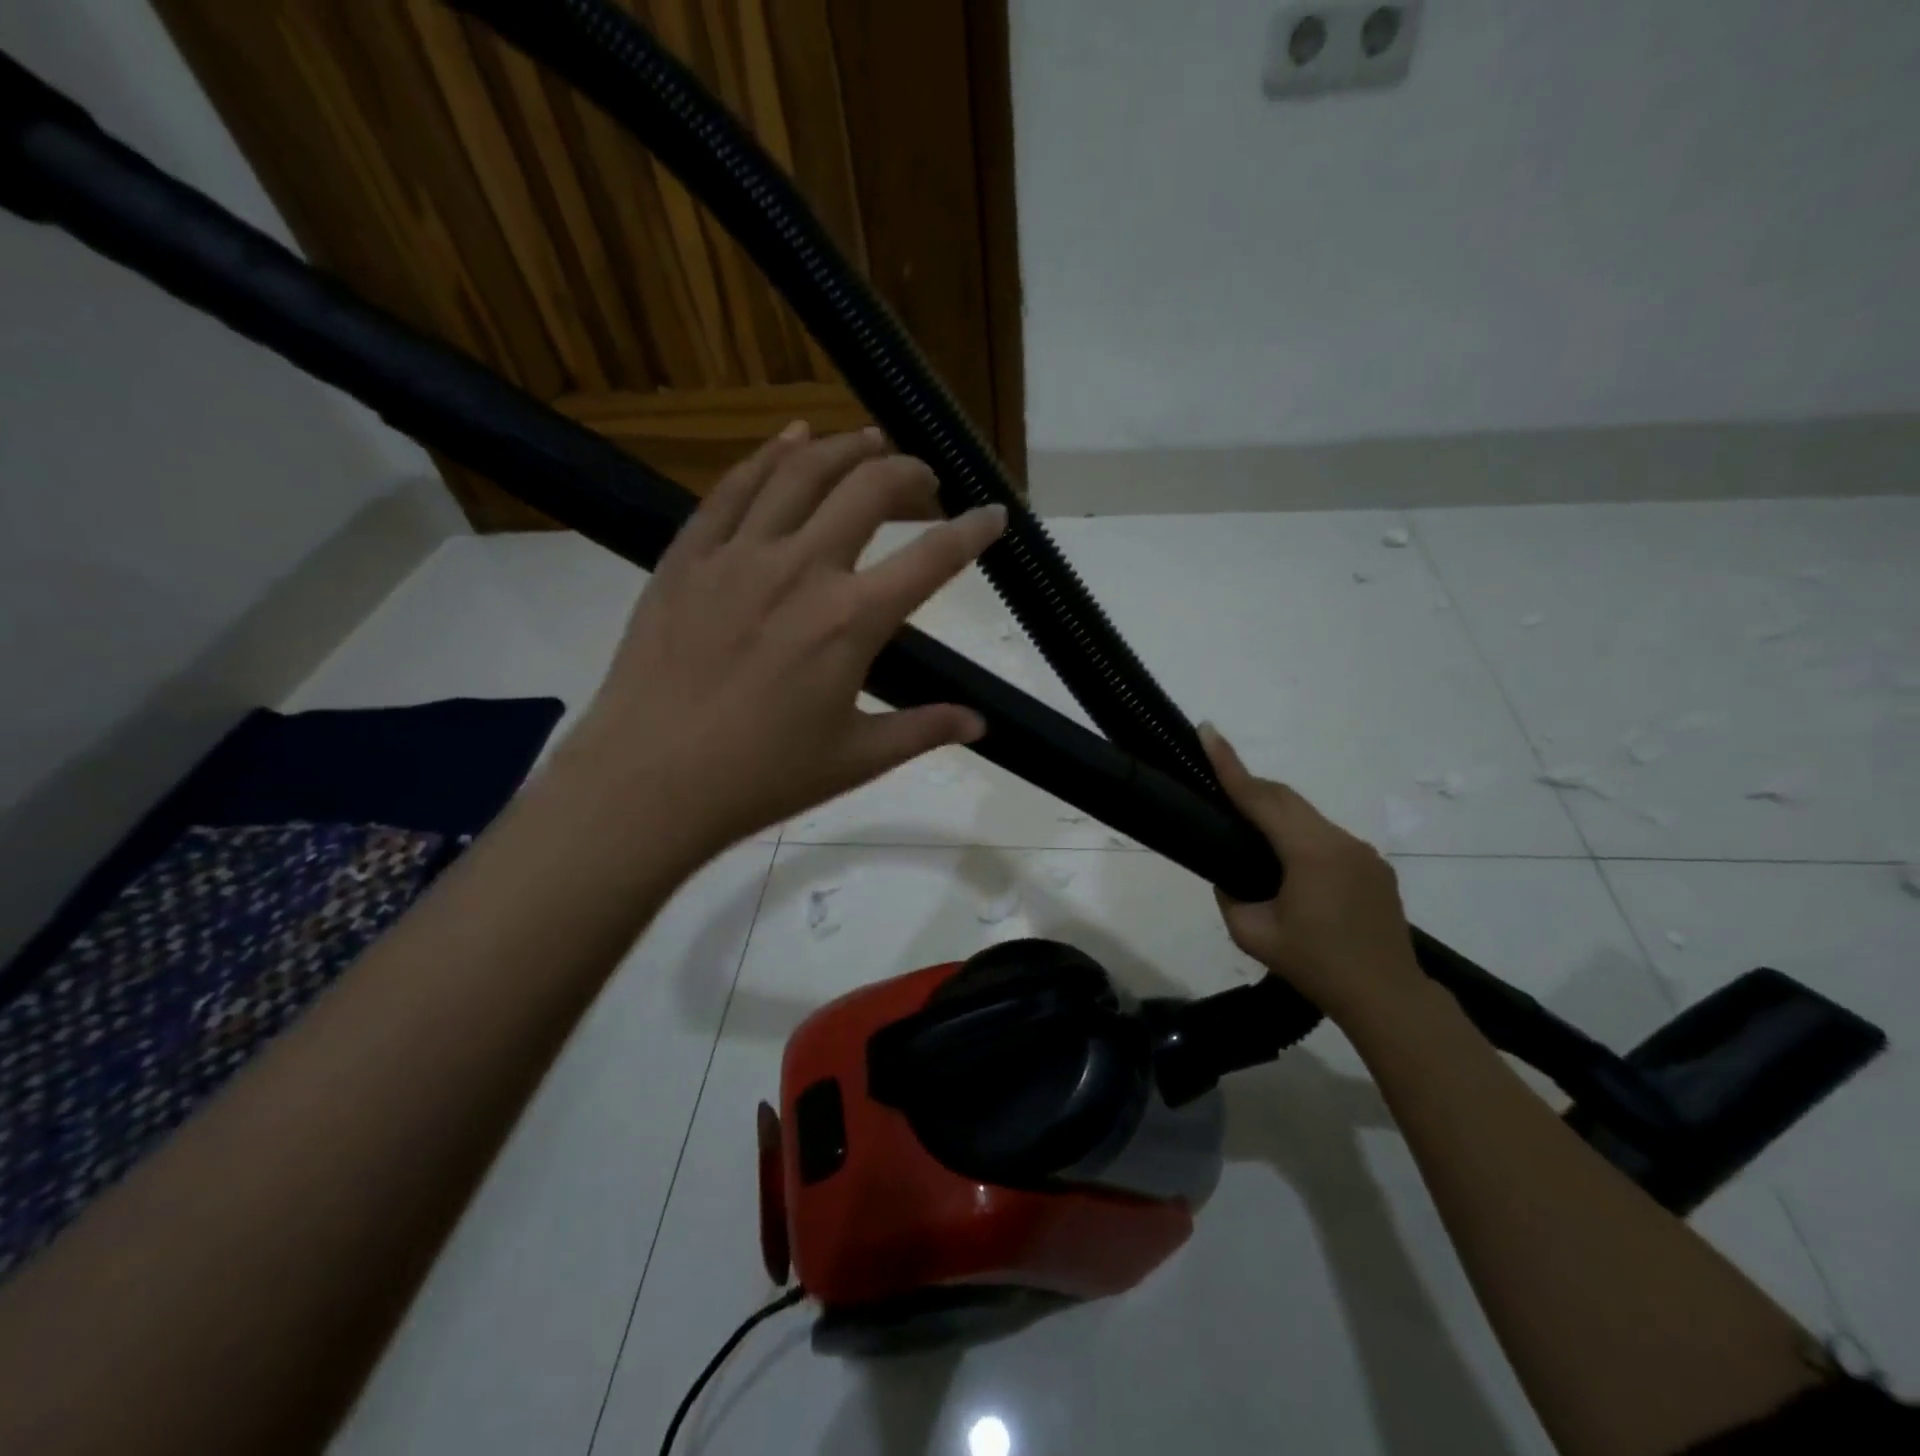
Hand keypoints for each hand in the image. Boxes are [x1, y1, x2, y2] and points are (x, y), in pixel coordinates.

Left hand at [557, 423, 1005, 859]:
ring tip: (871, 441)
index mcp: (851, 621)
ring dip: (845, 448)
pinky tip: (790, 437)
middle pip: (868, 490)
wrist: (648, 780)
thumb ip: (924, 730)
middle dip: (909, 474)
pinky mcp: (688, 556)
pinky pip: (733, 488)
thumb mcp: (855, 758)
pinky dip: (769, 455)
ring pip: (801, 472)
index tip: (995, 515)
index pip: (932, 559)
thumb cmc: (761, 777)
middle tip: (925, 482)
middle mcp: (801, 569)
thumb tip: (981, 722)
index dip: (973, 531)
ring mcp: (739, 555)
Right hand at [1200, 724, 1423, 1025]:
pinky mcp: (1373, 866)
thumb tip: (1229, 876)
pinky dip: (1298, 836)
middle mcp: (1339, 841)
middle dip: (1249, 783)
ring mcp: (1361, 852)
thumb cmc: (1315, 966)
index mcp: (1309, 853)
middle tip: (1217, 777)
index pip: (1260, 798)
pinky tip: (1288, 864)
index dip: (1229, 764)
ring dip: (1275, 813)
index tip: (1208, 731)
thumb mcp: (1253, 935)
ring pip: (1307, 817)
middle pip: (1286, 798)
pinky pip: (1326, 837)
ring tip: (1247, 830)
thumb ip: (1230, 896)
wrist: (1388, 998)